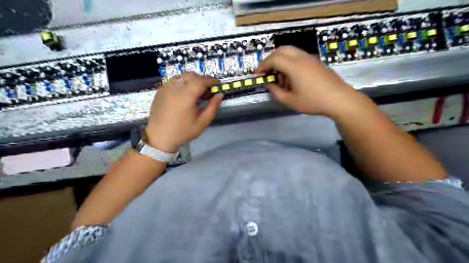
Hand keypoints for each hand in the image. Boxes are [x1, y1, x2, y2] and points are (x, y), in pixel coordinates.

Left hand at [145, 73, 222, 152]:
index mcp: (186, 97)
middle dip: (202, 79)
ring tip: (197, 90)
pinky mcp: (160, 90)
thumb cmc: (183, 132)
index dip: (211, 80)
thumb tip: (220, 95)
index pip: (200, 81)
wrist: (159, 137)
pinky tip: (185, 92)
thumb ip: (213, 107)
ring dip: (192, 79)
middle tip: (208, 88)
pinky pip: (173, 80)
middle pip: (191, 75)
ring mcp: (165, 88)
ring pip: (182, 75)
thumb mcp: (202, 122)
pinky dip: (182, 82)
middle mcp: (174, 88)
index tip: (218, 84)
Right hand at [256, 45, 361, 116]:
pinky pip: (299, 57)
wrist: (339, 99)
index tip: (257, 74)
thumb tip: (268, 85)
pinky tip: (292, 78)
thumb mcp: (290, 101)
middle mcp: (301, 58)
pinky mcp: (316, 62)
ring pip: (290, 52)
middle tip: (266, 71)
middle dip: (270, 59)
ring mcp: (310, 58)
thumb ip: (276, 92)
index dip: (262, 65)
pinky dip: (290, 62)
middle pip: (281, 50)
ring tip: (279, 77)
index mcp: (294, 66)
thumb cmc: (313, 101)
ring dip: (281, 60)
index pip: (273, 59)